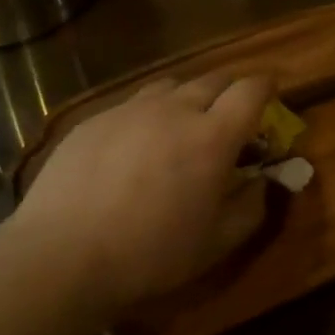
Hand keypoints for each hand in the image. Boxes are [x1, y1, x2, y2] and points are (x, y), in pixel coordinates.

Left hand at [11, 73, 274, 317]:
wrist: (62, 255)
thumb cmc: (149, 255)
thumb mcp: (215, 244)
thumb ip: (251, 207)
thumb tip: (263, 181)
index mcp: (211, 137)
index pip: (250, 91)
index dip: (266, 87)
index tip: (272, 93)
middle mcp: (174, 109)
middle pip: (213, 79)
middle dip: (230, 91)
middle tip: (230, 116)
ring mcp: (130, 109)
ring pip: (171, 85)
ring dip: (188, 97)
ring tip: (183, 125)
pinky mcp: (96, 118)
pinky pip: (134, 103)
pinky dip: (149, 113)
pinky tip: (136, 145)